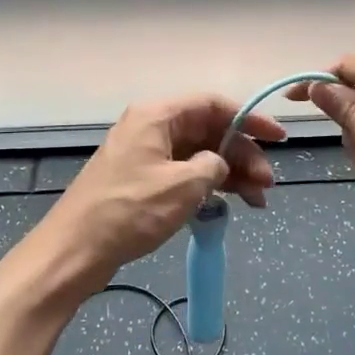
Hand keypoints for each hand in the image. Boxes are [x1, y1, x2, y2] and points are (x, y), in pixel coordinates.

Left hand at [31, 94, 287, 292]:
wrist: (75, 250)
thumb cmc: (130, 211)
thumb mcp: (183, 185)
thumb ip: (213, 165)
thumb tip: (218, 164)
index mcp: (157, 116)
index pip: (213, 104)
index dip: (250, 119)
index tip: (278, 139)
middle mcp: (151, 128)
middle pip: (208, 131)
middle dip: (242, 155)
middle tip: (267, 184)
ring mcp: (145, 155)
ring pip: (199, 155)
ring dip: (230, 174)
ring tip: (257, 200)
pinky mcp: (142, 181)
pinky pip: (185, 174)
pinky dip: (209, 186)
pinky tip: (230, 204)